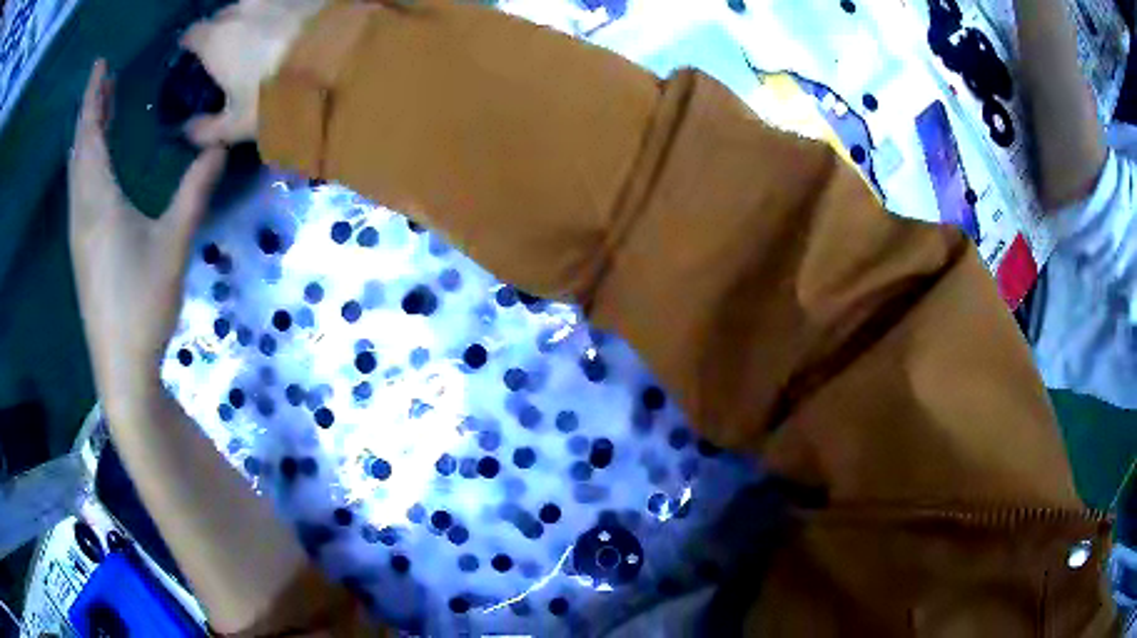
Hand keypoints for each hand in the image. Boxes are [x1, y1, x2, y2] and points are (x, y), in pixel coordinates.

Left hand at [69, 60, 224, 405]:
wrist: (121, 368)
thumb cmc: (143, 306)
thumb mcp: (173, 245)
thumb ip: (194, 192)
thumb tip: (220, 146)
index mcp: (99, 202)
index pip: (90, 135)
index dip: (93, 97)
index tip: (101, 64)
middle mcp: (82, 212)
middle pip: (80, 150)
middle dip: (90, 111)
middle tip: (104, 80)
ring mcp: (79, 235)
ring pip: (76, 172)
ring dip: (87, 137)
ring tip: (101, 111)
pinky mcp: (82, 252)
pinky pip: (78, 193)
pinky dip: (85, 165)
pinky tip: (95, 165)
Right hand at [179, 0, 327, 145]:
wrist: (341, 62)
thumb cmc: (277, 97)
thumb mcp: (238, 124)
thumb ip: (208, 129)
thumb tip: (187, 131)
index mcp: (217, 39)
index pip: (192, 35)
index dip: (190, 45)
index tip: (191, 56)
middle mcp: (243, 10)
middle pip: (222, 15)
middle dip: (219, 29)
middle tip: (225, 50)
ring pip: (251, 4)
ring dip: (248, 17)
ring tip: (255, 37)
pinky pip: (281, 2)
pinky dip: (277, 13)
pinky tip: (286, 28)